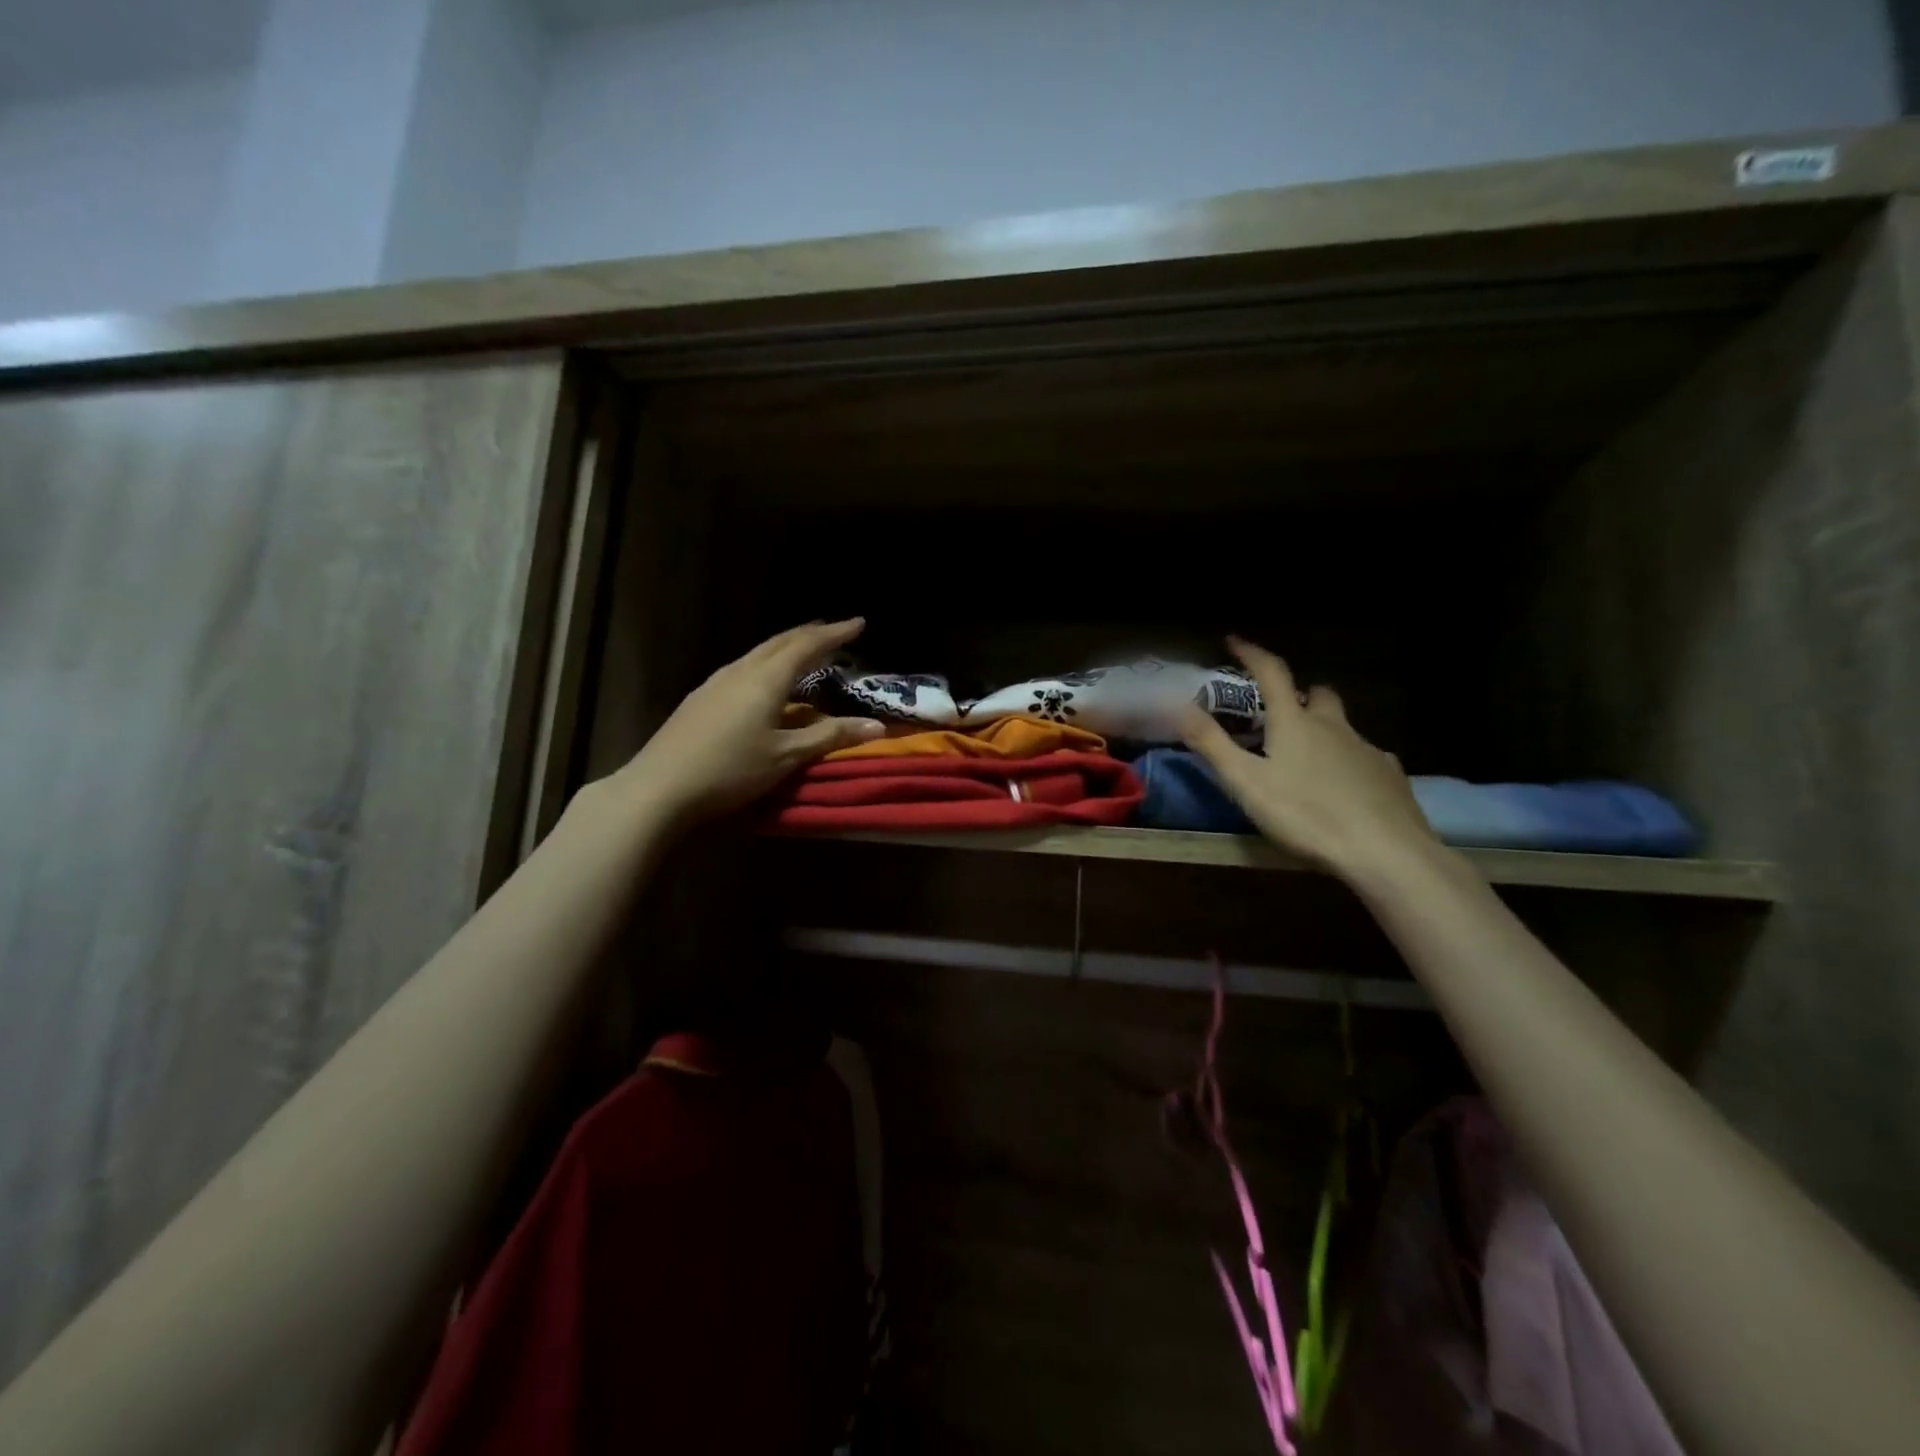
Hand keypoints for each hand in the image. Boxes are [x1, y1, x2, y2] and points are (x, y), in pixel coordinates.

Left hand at [613, 619, 884, 826]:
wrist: (660, 787)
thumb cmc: (731, 769)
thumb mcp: (787, 756)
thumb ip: (831, 736)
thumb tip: (877, 726)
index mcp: (766, 678)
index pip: (807, 645)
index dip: (835, 633)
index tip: (859, 623)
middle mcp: (741, 670)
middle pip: (780, 642)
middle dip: (810, 634)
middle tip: (834, 631)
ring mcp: (716, 682)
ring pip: (759, 653)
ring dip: (786, 647)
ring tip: (805, 651)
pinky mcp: (702, 698)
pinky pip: (744, 668)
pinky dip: (767, 664)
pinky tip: (766, 680)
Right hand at [1179, 636, 1434, 878]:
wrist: (1385, 851)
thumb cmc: (1306, 814)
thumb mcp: (1246, 783)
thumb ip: (1211, 744)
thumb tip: (1177, 705)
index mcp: (1294, 723)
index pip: (1271, 673)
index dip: (1251, 653)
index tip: (1233, 641)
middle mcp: (1333, 726)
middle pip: (1317, 694)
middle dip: (1297, 694)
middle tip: (1278, 712)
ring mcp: (1367, 749)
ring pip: (1342, 725)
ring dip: (1323, 728)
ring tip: (1306, 756)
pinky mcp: (1390, 776)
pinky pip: (1366, 755)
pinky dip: (1349, 759)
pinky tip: (1343, 785)